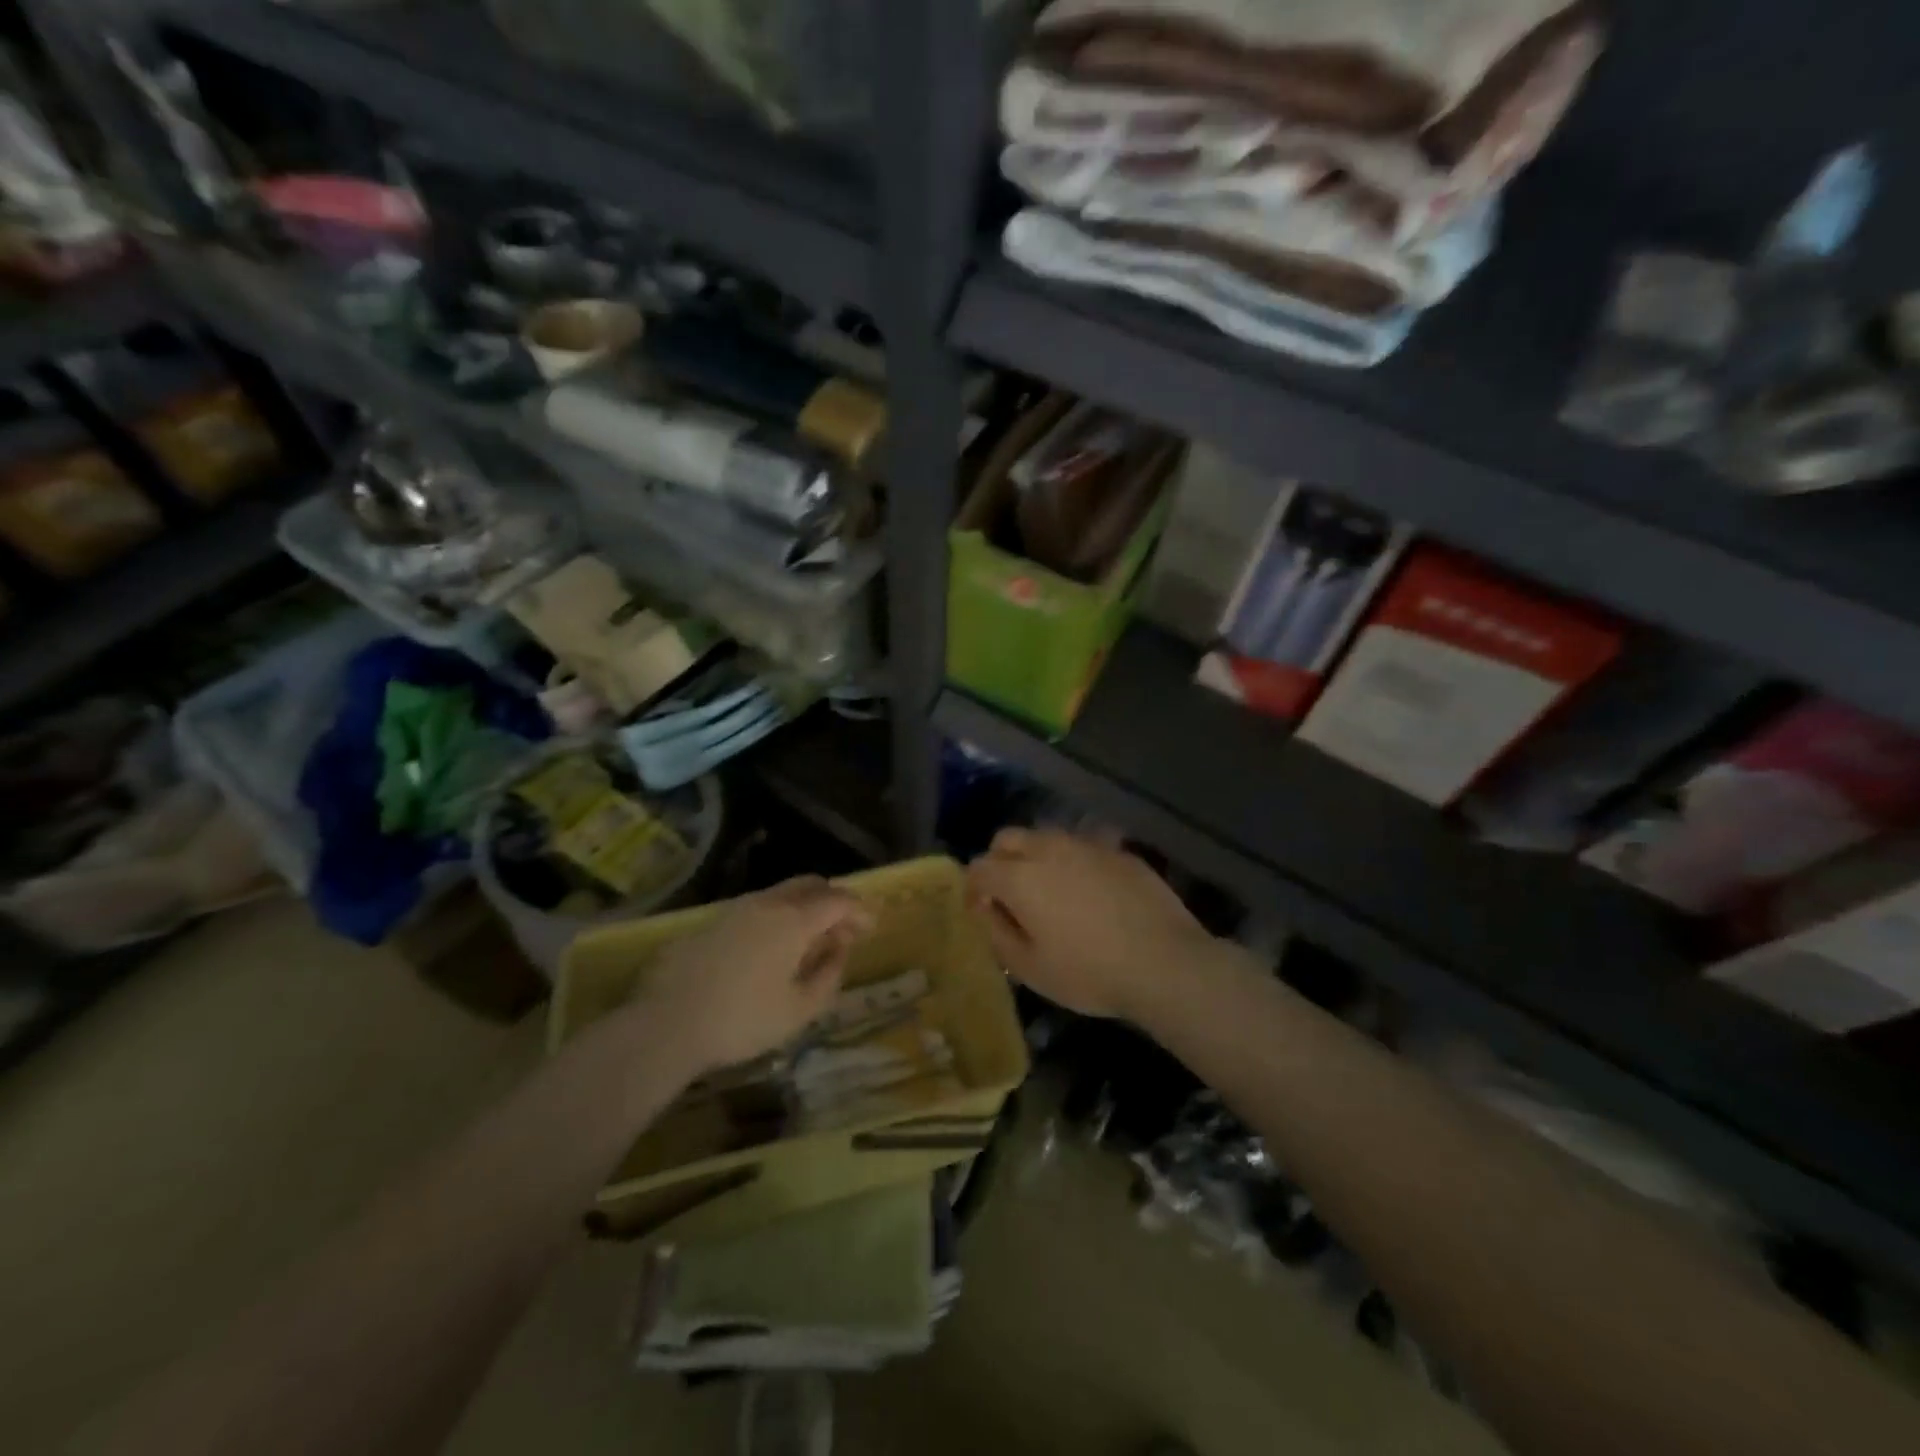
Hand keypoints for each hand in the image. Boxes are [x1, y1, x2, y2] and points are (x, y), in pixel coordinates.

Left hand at [638, 876, 873, 1074]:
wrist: (665, 1024)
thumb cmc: (741, 1021)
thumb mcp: (799, 1010)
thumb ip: (828, 975)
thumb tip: (839, 951)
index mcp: (794, 920)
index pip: (837, 900)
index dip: (859, 910)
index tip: (871, 927)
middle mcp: (767, 903)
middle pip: (810, 885)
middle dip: (832, 901)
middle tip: (842, 929)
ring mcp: (735, 909)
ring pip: (781, 894)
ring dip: (803, 909)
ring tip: (808, 942)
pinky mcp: (711, 922)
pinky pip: (756, 908)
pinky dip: (776, 918)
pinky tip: (771, 949)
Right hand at [966, 828, 1213, 1020]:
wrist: (1164, 962)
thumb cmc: (1089, 972)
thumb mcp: (1031, 969)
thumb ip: (998, 934)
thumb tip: (987, 911)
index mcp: (1020, 877)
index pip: (979, 867)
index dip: (973, 889)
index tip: (982, 913)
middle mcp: (1049, 849)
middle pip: (1008, 838)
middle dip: (999, 861)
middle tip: (1010, 896)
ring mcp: (1087, 845)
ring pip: (1046, 837)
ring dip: (1036, 857)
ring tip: (1050, 891)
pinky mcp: (1119, 851)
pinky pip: (1082, 846)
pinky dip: (1073, 862)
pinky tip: (1089, 892)